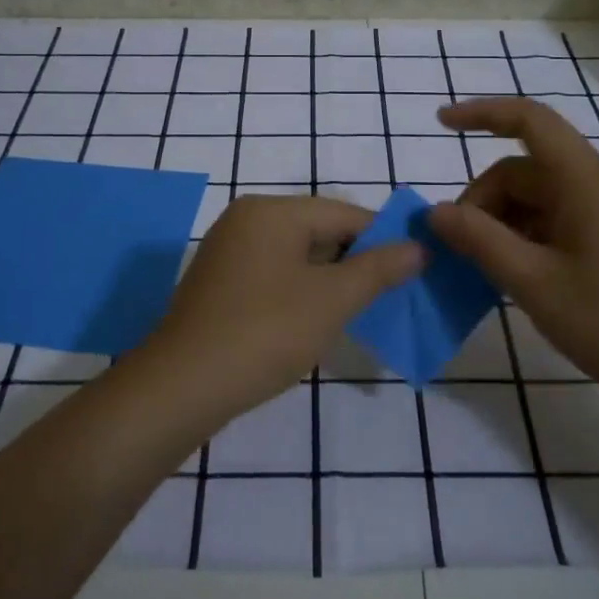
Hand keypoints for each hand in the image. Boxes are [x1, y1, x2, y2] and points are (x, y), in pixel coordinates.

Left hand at [144, 194, 423, 423]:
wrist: (181, 387)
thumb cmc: (264, 332)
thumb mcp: (331, 300)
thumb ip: (377, 269)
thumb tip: (418, 247)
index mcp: (271, 211)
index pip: (344, 213)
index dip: (384, 238)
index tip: (416, 267)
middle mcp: (246, 220)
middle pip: (319, 230)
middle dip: (357, 260)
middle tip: (391, 293)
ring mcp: (227, 252)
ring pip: (296, 255)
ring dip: (330, 279)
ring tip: (360, 309)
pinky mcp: (218, 284)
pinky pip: (273, 275)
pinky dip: (300, 290)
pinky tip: (315, 320)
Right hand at [428, 98, 598, 408]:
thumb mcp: (536, 284)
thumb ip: (481, 243)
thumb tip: (435, 212)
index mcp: (583, 181)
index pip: (529, 120)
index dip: (481, 113)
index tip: (441, 123)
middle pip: (526, 169)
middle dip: (484, 200)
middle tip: (459, 250)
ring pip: (541, 198)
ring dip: (505, 223)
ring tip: (485, 270)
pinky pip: (561, 220)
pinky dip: (530, 236)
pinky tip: (519, 276)